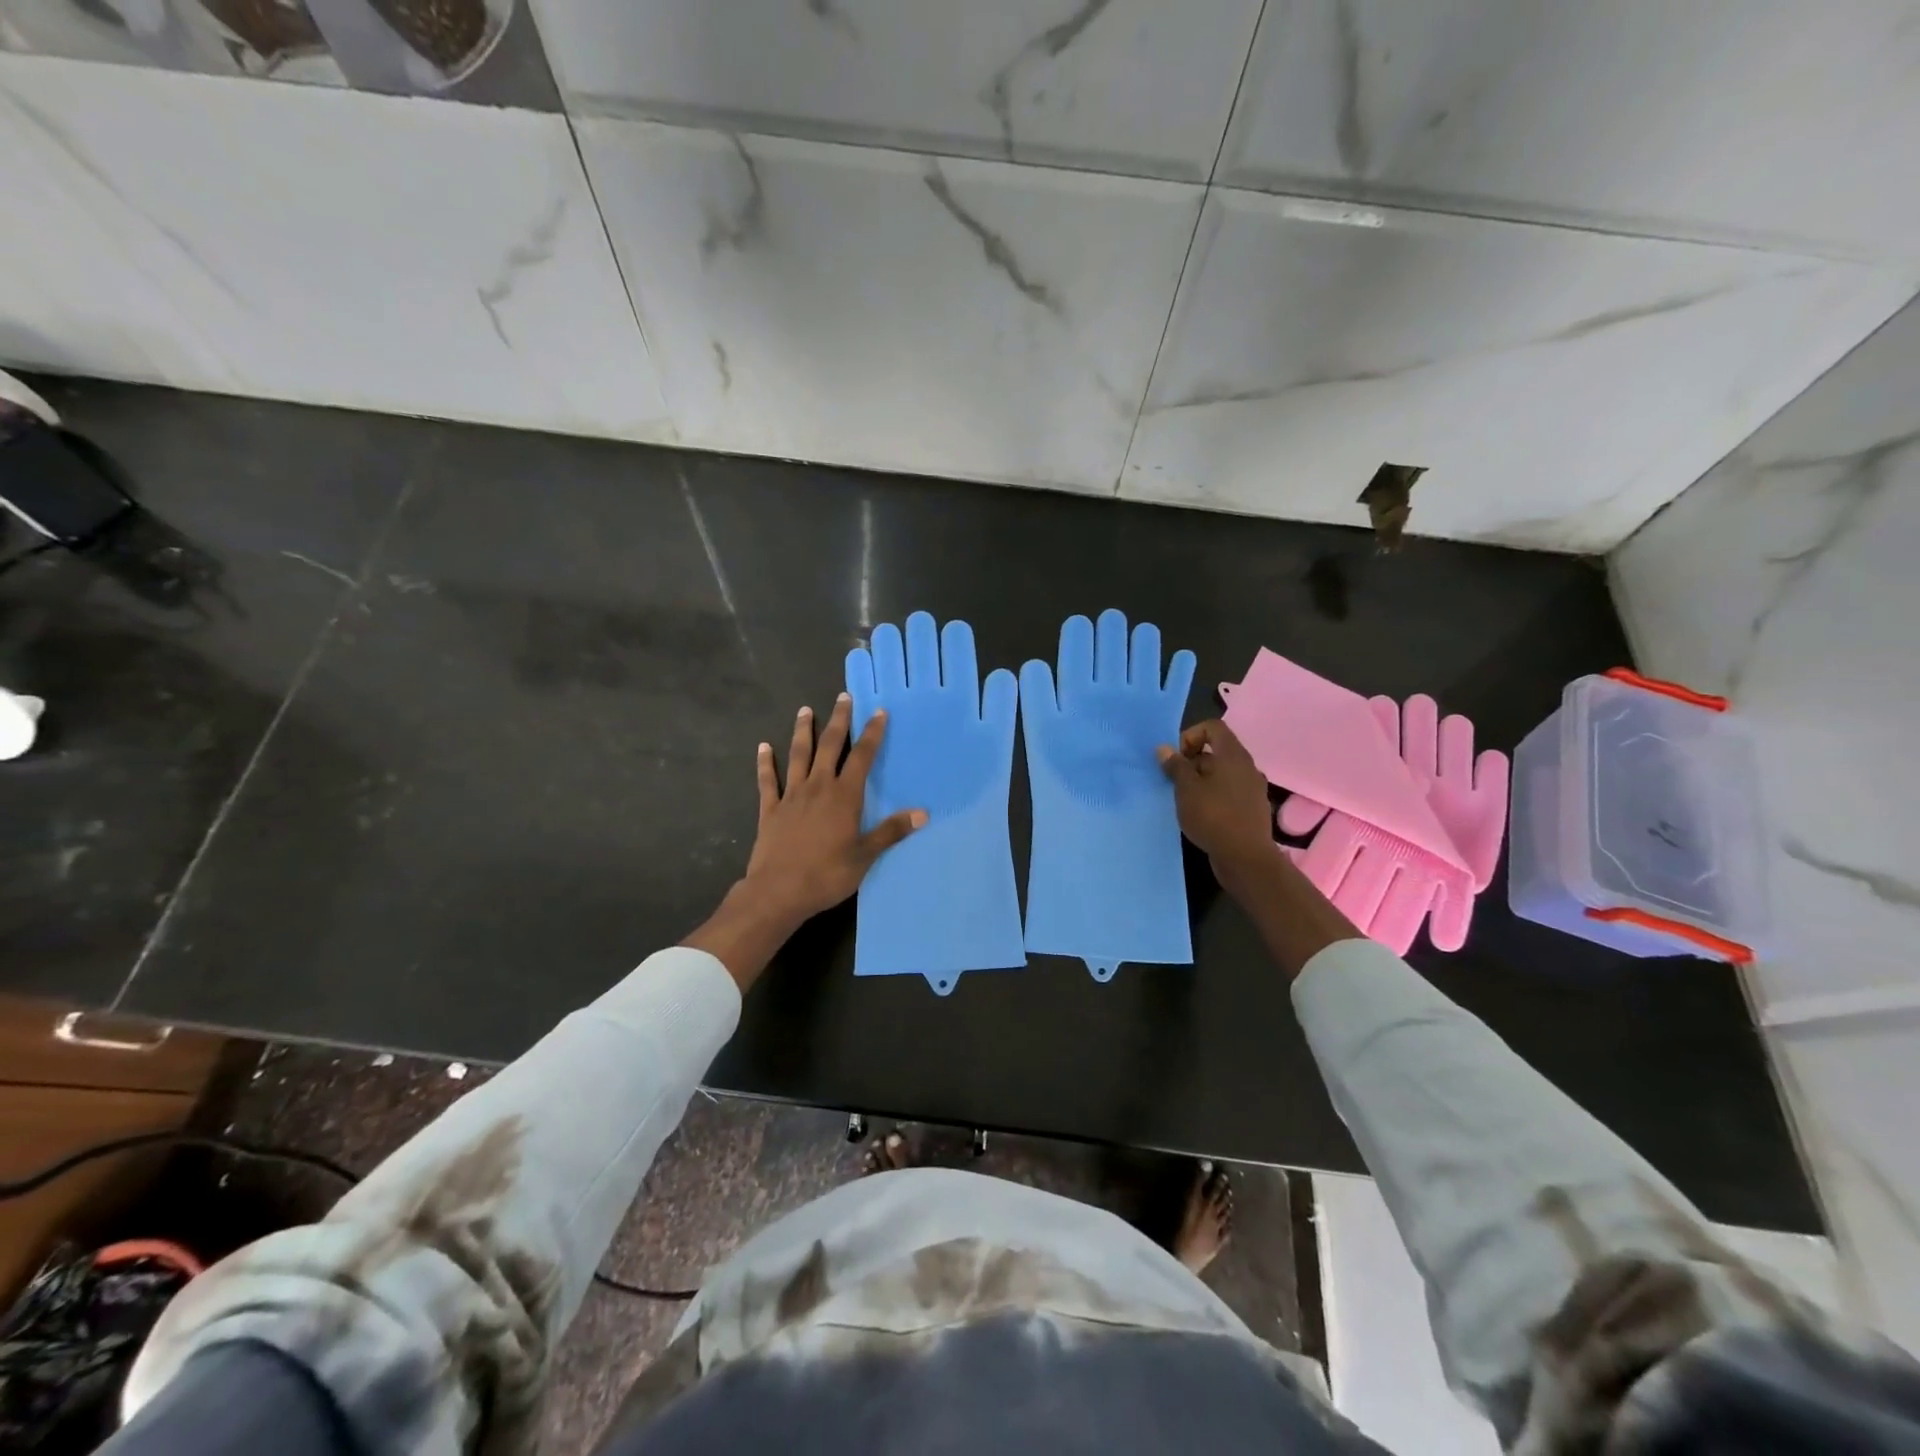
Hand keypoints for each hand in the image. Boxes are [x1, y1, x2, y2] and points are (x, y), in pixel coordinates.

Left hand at [684, 695, 925, 988]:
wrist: (778, 892)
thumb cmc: (826, 875)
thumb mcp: (865, 856)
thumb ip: (891, 832)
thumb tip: (923, 813)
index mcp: (844, 796)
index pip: (862, 757)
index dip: (872, 733)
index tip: (878, 712)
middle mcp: (818, 787)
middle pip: (830, 746)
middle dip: (839, 721)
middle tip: (843, 697)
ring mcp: (791, 796)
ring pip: (798, 755)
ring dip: (803, 731)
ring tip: (805, 711)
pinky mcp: (770, 809)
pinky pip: (768, 780)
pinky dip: (766, 763)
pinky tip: (763, 747)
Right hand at [1157, 719, 1273, 872]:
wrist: (1246, 857)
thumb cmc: (1213, 816)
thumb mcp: (1186, 789)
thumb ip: (1175, 766)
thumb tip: (1164, 749)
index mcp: (1233, 755)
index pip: (1213, 727)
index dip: (1190, 736)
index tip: (1177, 758)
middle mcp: (1247, 767)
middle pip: (1216, 751)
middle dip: (1192, 762)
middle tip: (1175, 782)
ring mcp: (1253, 788)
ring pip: (1222, 773)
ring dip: (1201, 781)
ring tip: (1185, 800)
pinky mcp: (1252, 808)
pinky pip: (1229, 791)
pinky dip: (1214, 796)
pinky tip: (1202, 815)